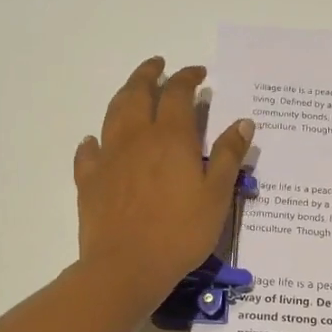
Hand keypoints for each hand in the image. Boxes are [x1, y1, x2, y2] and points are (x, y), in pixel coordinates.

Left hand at [74, 57, 255, 311]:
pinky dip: (93, 140)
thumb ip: (229, 156)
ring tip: (133, 90)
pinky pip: (88, 152)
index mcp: (171, 138)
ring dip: (124, 96)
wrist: (127, 266)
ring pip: (113, 114)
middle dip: (149, 74)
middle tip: (158, 65)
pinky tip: (95, 141)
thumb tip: (243, 121)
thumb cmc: (181, 232)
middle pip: (138, 93)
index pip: (179, 94)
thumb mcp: (217, 195)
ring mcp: (109, 158)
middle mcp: (136, 138)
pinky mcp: (89, 181)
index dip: (188, 78)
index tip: (198, 73)